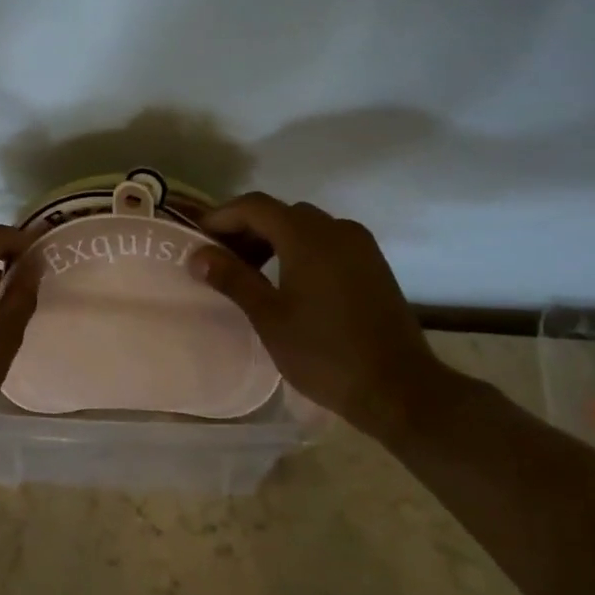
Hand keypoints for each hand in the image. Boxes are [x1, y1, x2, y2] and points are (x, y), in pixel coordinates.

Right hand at [189, 193, 467, 439]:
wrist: (397, 387)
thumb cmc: (324, 353)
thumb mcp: (269, 316)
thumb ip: (232, 278)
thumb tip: (198, 255)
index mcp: (307, 236)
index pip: (254, 206)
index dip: (221, 217)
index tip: (197, 239)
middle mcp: (336, 229)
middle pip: (280, 213)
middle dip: (246, 229)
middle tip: (220, 260)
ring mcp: (360, 246)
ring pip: (306, 227)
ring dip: (273, 240)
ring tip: (250, 274)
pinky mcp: (373, 265)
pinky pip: (328, 242)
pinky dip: (300, 250)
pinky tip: (288, 282)